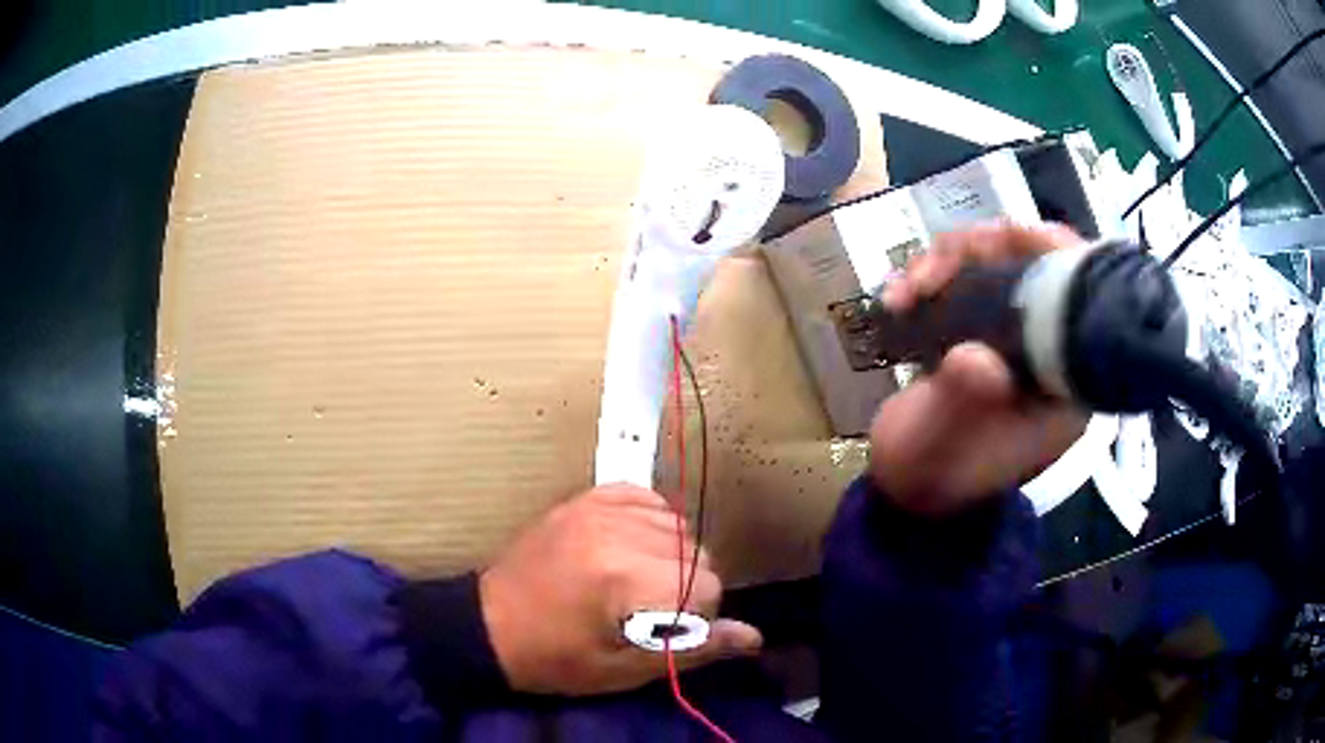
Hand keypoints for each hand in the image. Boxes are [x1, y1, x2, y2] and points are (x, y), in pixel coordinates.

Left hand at [478, 486, 762, 695]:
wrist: (491, 625)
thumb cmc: (557, 657)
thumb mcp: (624, 668)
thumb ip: (693, 650)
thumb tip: (753, 637)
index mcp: (624, 577)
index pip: (707, 586)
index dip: (697, 618)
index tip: (665, 632)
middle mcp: (616, 530)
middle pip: (698, 553)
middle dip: (687, 587)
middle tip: (648, 611)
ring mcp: (598, 507)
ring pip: (679, 526)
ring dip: (672, 556)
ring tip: (636, 582)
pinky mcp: (587, 497)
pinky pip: (648, 498)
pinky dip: (653, 522)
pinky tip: (632, 547)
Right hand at [871, 222, 1089, 516]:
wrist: (905, 486)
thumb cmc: (933, 476)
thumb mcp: (944, 446)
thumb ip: (962, 402)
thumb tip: (974, 357)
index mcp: (1065, 382)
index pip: (1080, 298)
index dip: (1048, 252)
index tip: (999, 241)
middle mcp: (1050, 350)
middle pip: (1037, 264)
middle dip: (983, 250)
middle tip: (936, 264)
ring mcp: (1017, 336)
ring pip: (998, 263)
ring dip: (948, 261)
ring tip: (905, 290)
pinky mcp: (986, 329)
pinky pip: (970, 277)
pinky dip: (933, 274)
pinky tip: (899, 295)